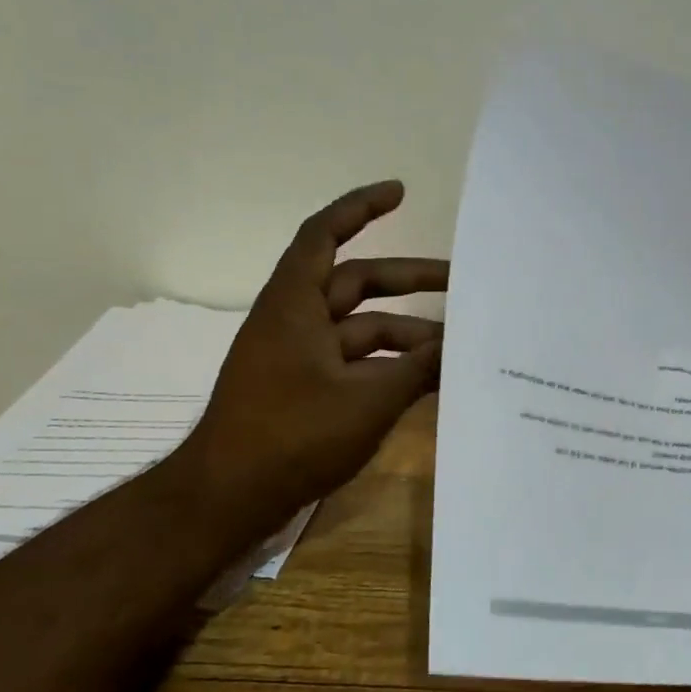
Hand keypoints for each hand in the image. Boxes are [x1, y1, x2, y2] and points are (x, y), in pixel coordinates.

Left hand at [179, 181, 446, 527]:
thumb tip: (459, 345)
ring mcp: (299, 358)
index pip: (325, 235)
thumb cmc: (292, 436)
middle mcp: (295, 321)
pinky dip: (388, 367)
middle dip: (410, 281)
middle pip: (357, 284)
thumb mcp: (367, 401)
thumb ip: (417, 369)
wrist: (228, 498)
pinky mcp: (305, 390)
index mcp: (295, 305)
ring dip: (406, 335)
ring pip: (362, 330)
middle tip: (462, 284)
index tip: (400, 192)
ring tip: (457, 348)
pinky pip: (355, 363)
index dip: (360, 207)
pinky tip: (427, 381)